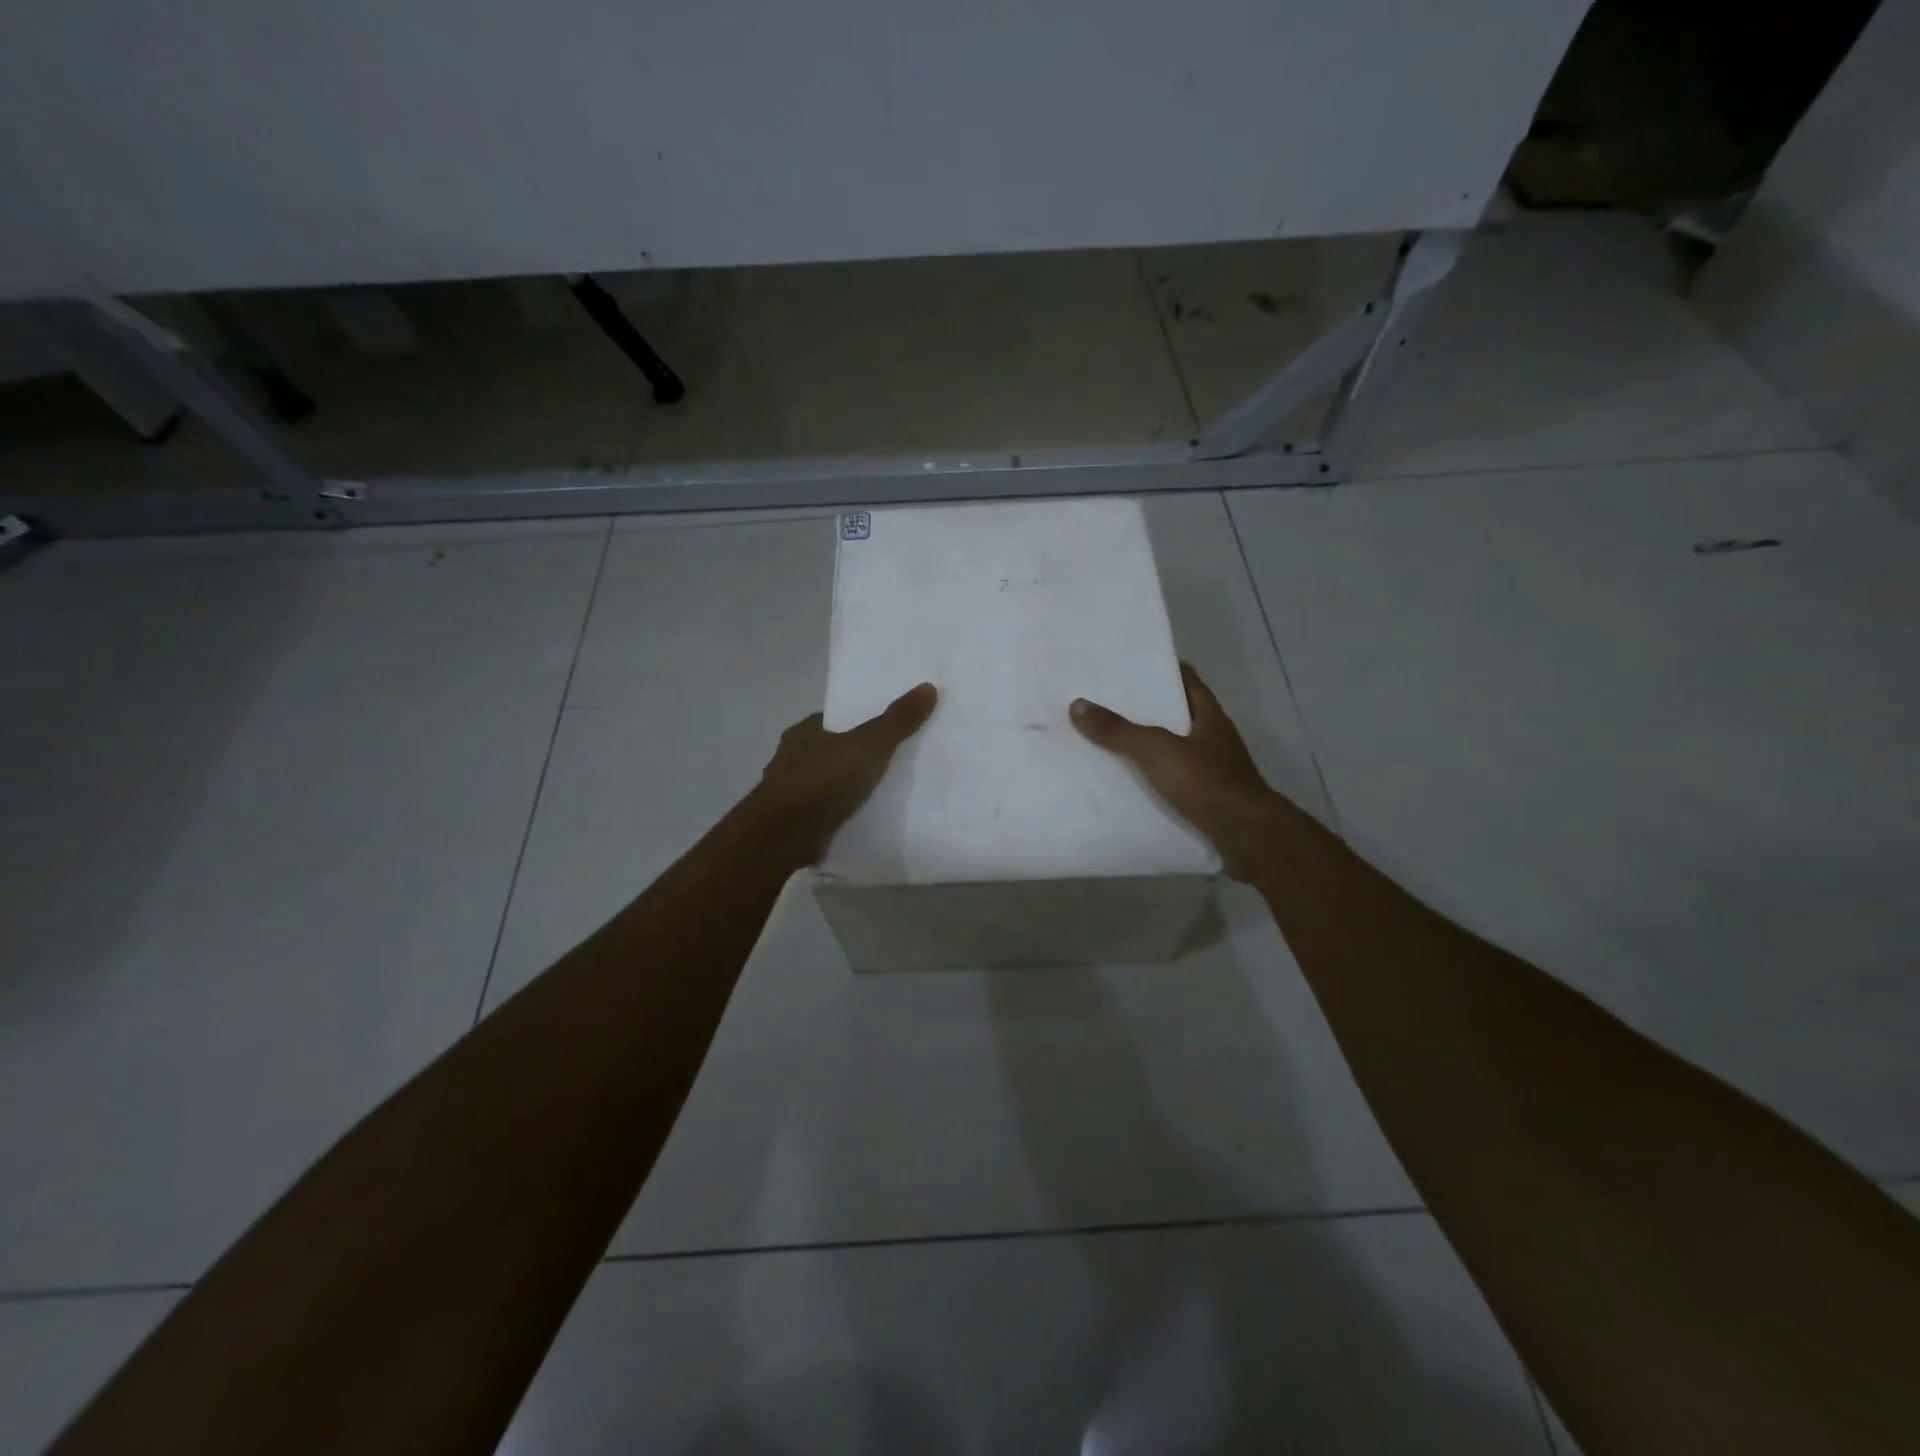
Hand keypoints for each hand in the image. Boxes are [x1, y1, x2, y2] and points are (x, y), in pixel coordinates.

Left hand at [752, 683, 937, 863]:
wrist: (783, 836)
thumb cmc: (822, 781)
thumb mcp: (869, 745)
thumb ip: (898, 721)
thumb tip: (928, 686)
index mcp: (804, 732)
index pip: (835, 719)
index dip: (859, 721)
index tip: (887, 728)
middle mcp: (792, 758)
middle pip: (832, 750)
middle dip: (856, 755)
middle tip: (894, 760)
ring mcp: (791, 793)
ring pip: (828, 782)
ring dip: (848, 787)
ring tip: (886, 791)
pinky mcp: (795, 823)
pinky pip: (826, 811)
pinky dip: (842, 812)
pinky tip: (865, 818)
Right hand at [1071, 663, 1285, 880]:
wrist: (1247, 836)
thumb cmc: (1206, 782)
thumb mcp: (1156, 751)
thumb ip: (1118, 730)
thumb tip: (1078, 705)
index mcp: (1210, 717)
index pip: (1187, 680)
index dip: (1162, 670)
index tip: (1130, 667)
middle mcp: (1215, 739)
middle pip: (1178, 715)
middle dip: (1147, 710)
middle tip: (1108, 704)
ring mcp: (1214, 771)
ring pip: (1176, 750)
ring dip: (1149, 747)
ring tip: (1110, 743)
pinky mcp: (1209, 799)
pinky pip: (1176, 781)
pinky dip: (1155, 780)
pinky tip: (1130, 785)